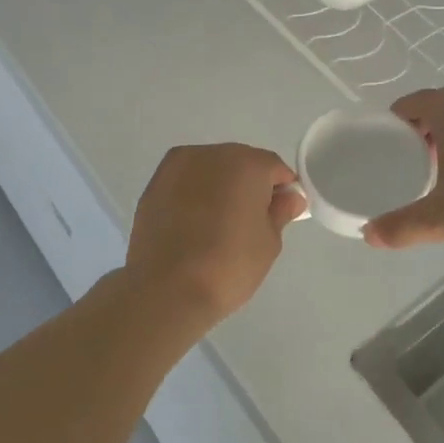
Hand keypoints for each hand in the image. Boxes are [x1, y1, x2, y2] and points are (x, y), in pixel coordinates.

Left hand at [125, 144, 304, 326]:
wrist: (166, 289)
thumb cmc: (228, 265)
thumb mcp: (269, 243)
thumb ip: (280, 212)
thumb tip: (289, 198)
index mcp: (246, 163)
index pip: (274, 168)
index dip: (282, 190)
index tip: (280, 215)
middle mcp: (211, 153)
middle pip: (240, 163)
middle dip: (248, 185)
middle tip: (248, 223)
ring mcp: (178, 166)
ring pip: (210, 169)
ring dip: (219, 187)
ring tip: (216, 225)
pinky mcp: (154, 184)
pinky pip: (185, 182)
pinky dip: (193, 195)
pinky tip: (193, 225)